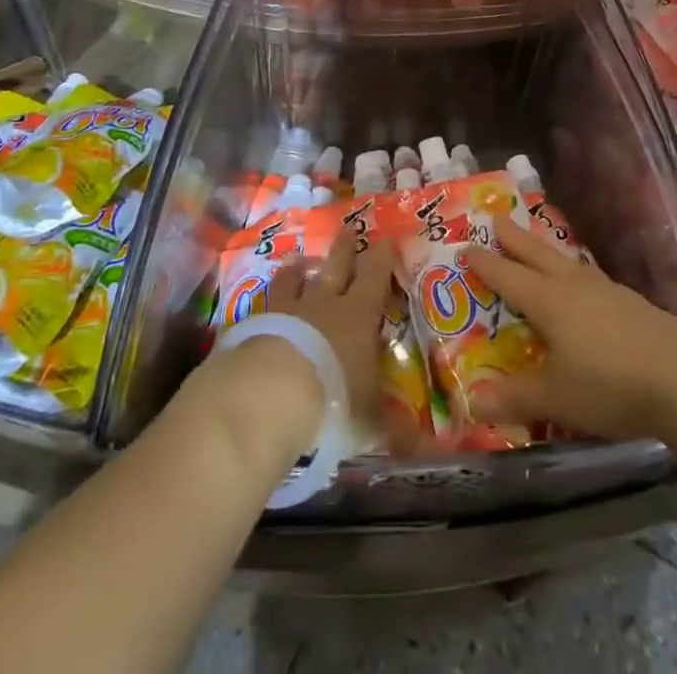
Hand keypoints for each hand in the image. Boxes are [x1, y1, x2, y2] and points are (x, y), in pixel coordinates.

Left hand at [266, 235, 394, 421]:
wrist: (267, 396)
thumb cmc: (331, 401)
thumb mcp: (369, 421)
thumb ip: (394, 428)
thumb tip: (425, 447)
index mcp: (356, 316)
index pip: (374, 277)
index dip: (381, 258)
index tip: (386, 238)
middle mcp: (322, 303)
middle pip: (335, 266)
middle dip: (344, 248)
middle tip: (347, 228)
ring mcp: (284, 310)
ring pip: (293, 279)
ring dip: (297, 269)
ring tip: (298, 260)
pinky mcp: (251, 324)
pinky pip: (262, 306)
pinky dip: (266, 303)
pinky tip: (262, 305)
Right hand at [462, 217, 676, 443]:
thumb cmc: (610, 384)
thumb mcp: (556, 398)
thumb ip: (515, 398)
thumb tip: (471, 403)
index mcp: (548, 301)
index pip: (508, 276)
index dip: (486, 263)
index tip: (466, 247)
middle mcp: (573, 286)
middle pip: (537, 254)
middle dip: (514, 238)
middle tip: (496, 218)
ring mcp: (605, 290)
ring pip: (566, 261)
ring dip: (545, 250)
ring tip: (537, 245)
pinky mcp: (630, 302)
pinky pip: (589, 275)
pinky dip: (574, 271)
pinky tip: (582, 282)